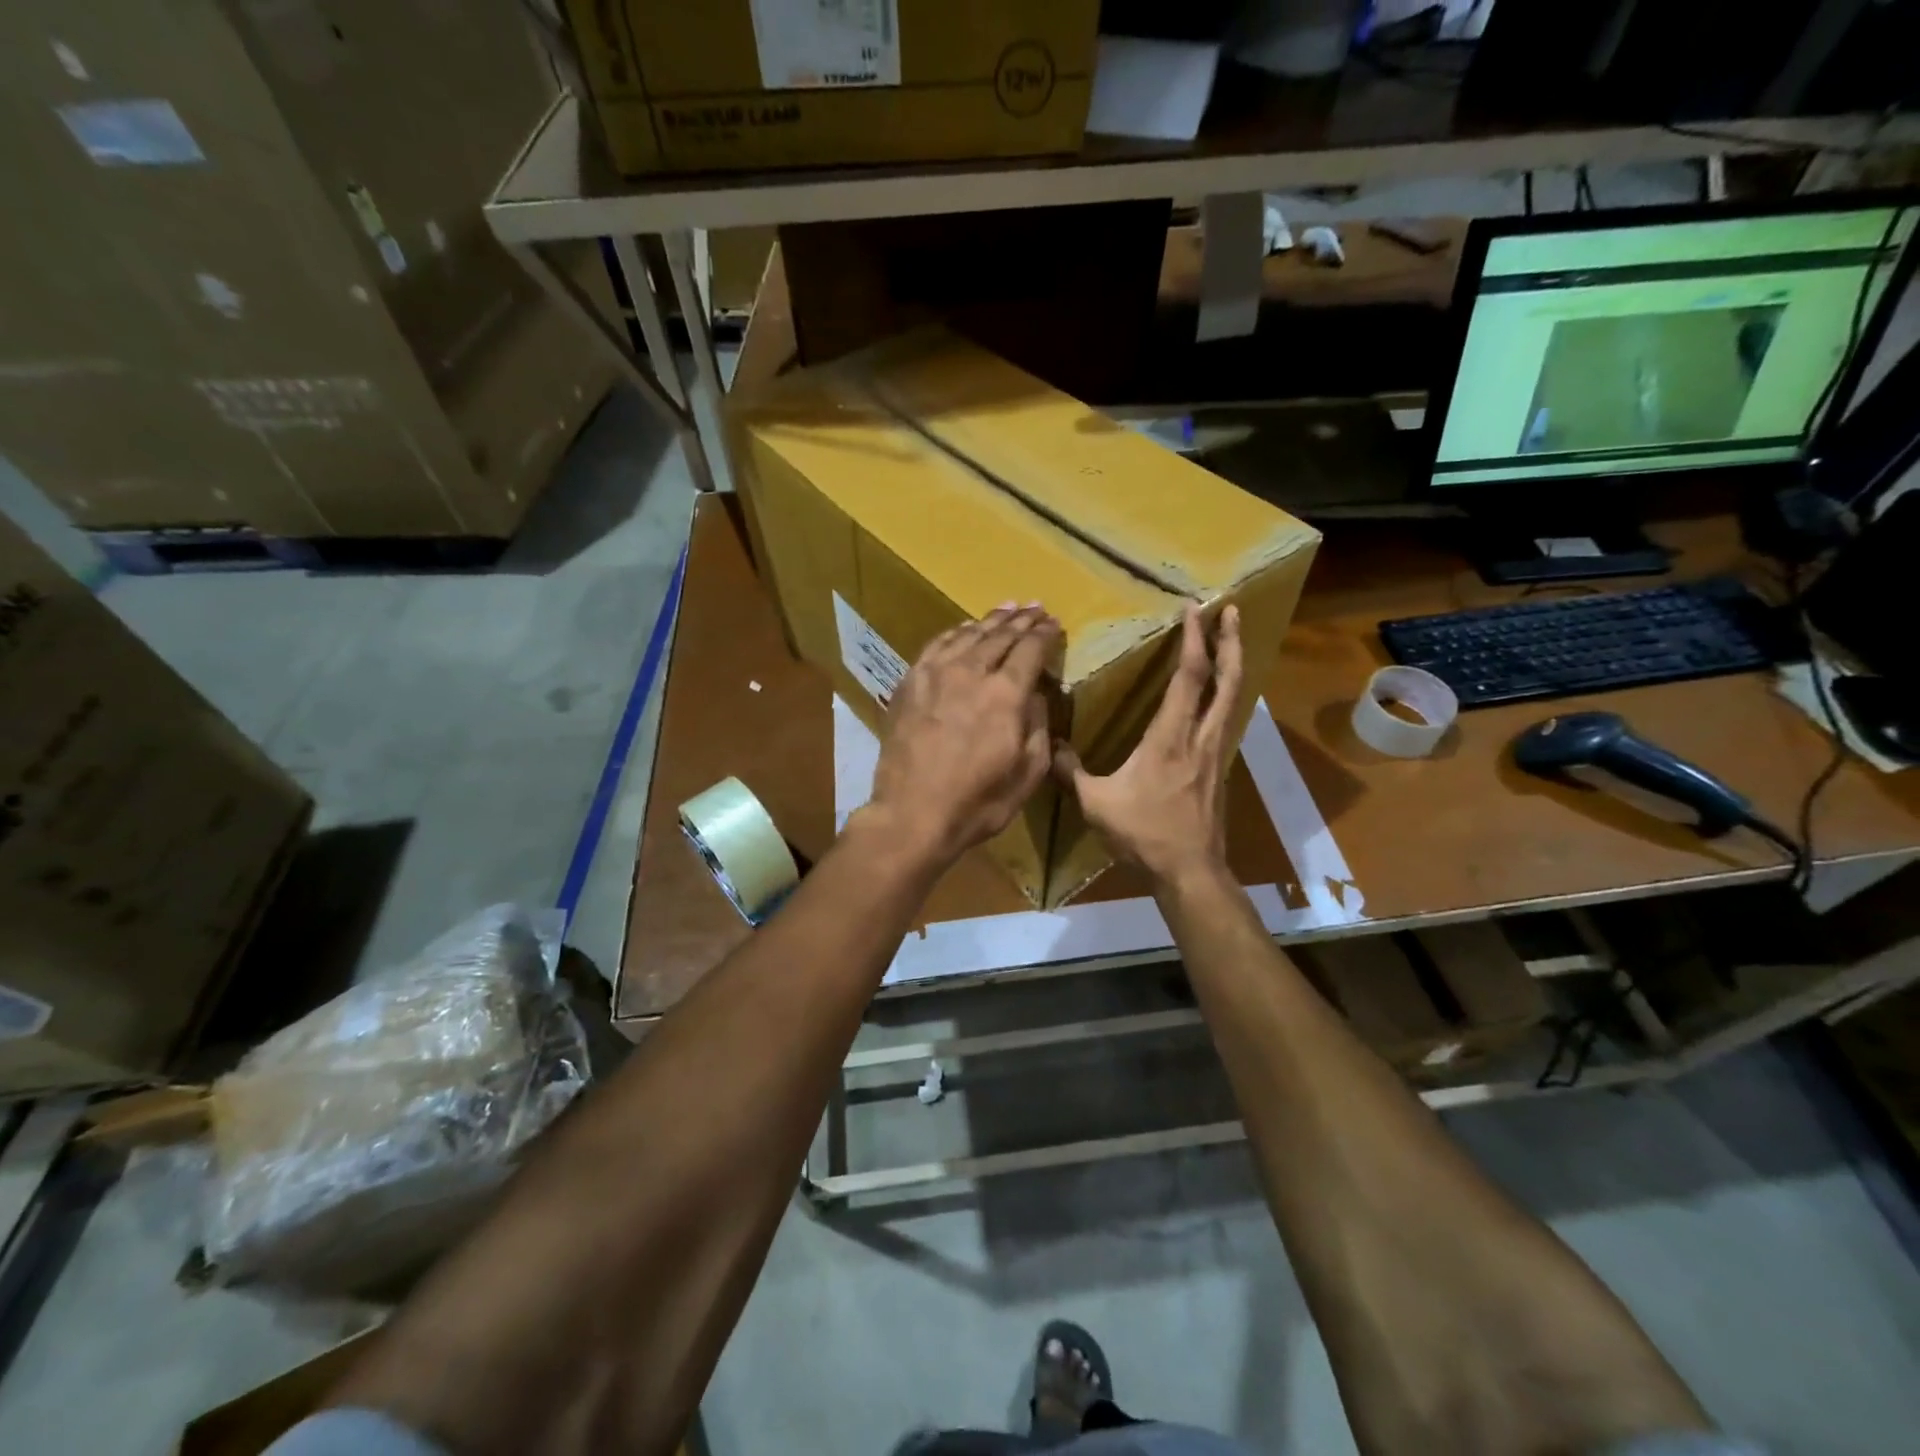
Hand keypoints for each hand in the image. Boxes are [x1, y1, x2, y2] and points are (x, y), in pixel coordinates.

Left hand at [856, 604, 1061, 870]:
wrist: (912, 814)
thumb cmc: (978, 802)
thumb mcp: (1028, 773)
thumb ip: (1038, 726)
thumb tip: (1035, 694)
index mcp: (1005, 694)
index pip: (1030, 650)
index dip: (1045, 634)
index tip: (1054, 624)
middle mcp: (970, 673)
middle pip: (1000, 636)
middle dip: (1021, 620)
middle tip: (1034, 608)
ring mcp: (935, 675)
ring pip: (967, 635)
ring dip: (990, 620)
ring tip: (1006, 609)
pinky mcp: (909, 684)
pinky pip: (936, 646)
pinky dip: (955, 633)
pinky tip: (963, 630)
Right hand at [1054, 604, 1241, 886]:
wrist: (1190, 871)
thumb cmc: (1143, 834)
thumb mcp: (1096, 803)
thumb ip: (1070, 771)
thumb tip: (1046, 745)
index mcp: (1170, 738)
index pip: (1189, 678)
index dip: (1193, 640)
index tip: (1192, 610)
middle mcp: (1200, 737)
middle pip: (1227, 680)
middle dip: (1230, 641)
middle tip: (1230, 610)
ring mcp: (1215, 753)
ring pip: (1233, 699)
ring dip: (1233, 666)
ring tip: (1230, 642)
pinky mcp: (1218, 769)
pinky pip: (1226, 720)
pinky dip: (1226, 696)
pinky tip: (1215, 697)